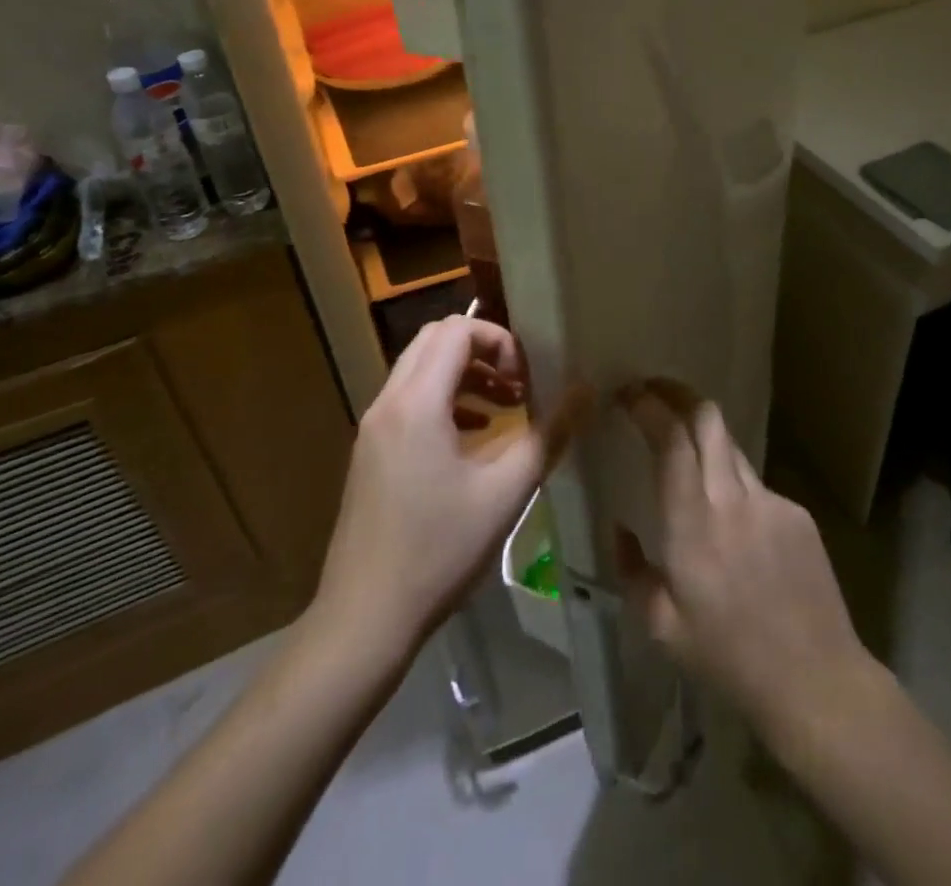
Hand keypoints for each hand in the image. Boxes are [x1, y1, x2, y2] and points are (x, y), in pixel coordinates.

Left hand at [316, 317, 563, 655]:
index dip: (499, 341)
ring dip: (463, 375)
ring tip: (504, 408)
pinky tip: (472, 438)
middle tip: (518, 385)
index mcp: (416, 403)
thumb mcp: (506, 492)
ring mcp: (372, 428)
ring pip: (419, 369)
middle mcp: (388, 403)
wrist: (364, 619)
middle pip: (434, 340)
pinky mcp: (369, 452)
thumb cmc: (439, 551)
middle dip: (482, 351)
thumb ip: (549, 434)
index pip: (456, 330)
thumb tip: (585, 390)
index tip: (527, 379)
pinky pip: (408, 400)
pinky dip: (443, 400)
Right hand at [617, 379, 870, 737]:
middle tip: (652, 393)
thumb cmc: (729, 659)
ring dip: (702, 438)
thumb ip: (631, 569)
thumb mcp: (661, 627)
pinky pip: (754, 483)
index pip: (672, 439)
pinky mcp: (797, 513)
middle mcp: (732, 499)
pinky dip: (732, 484)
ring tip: (685, 457)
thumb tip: (620, 527)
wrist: (816, 681)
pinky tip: (733, 527)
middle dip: (676, 393)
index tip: (626, 394)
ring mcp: (771, 501)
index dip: (648, 406)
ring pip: (730, 446)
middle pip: (708, 417)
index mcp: (693, 525)